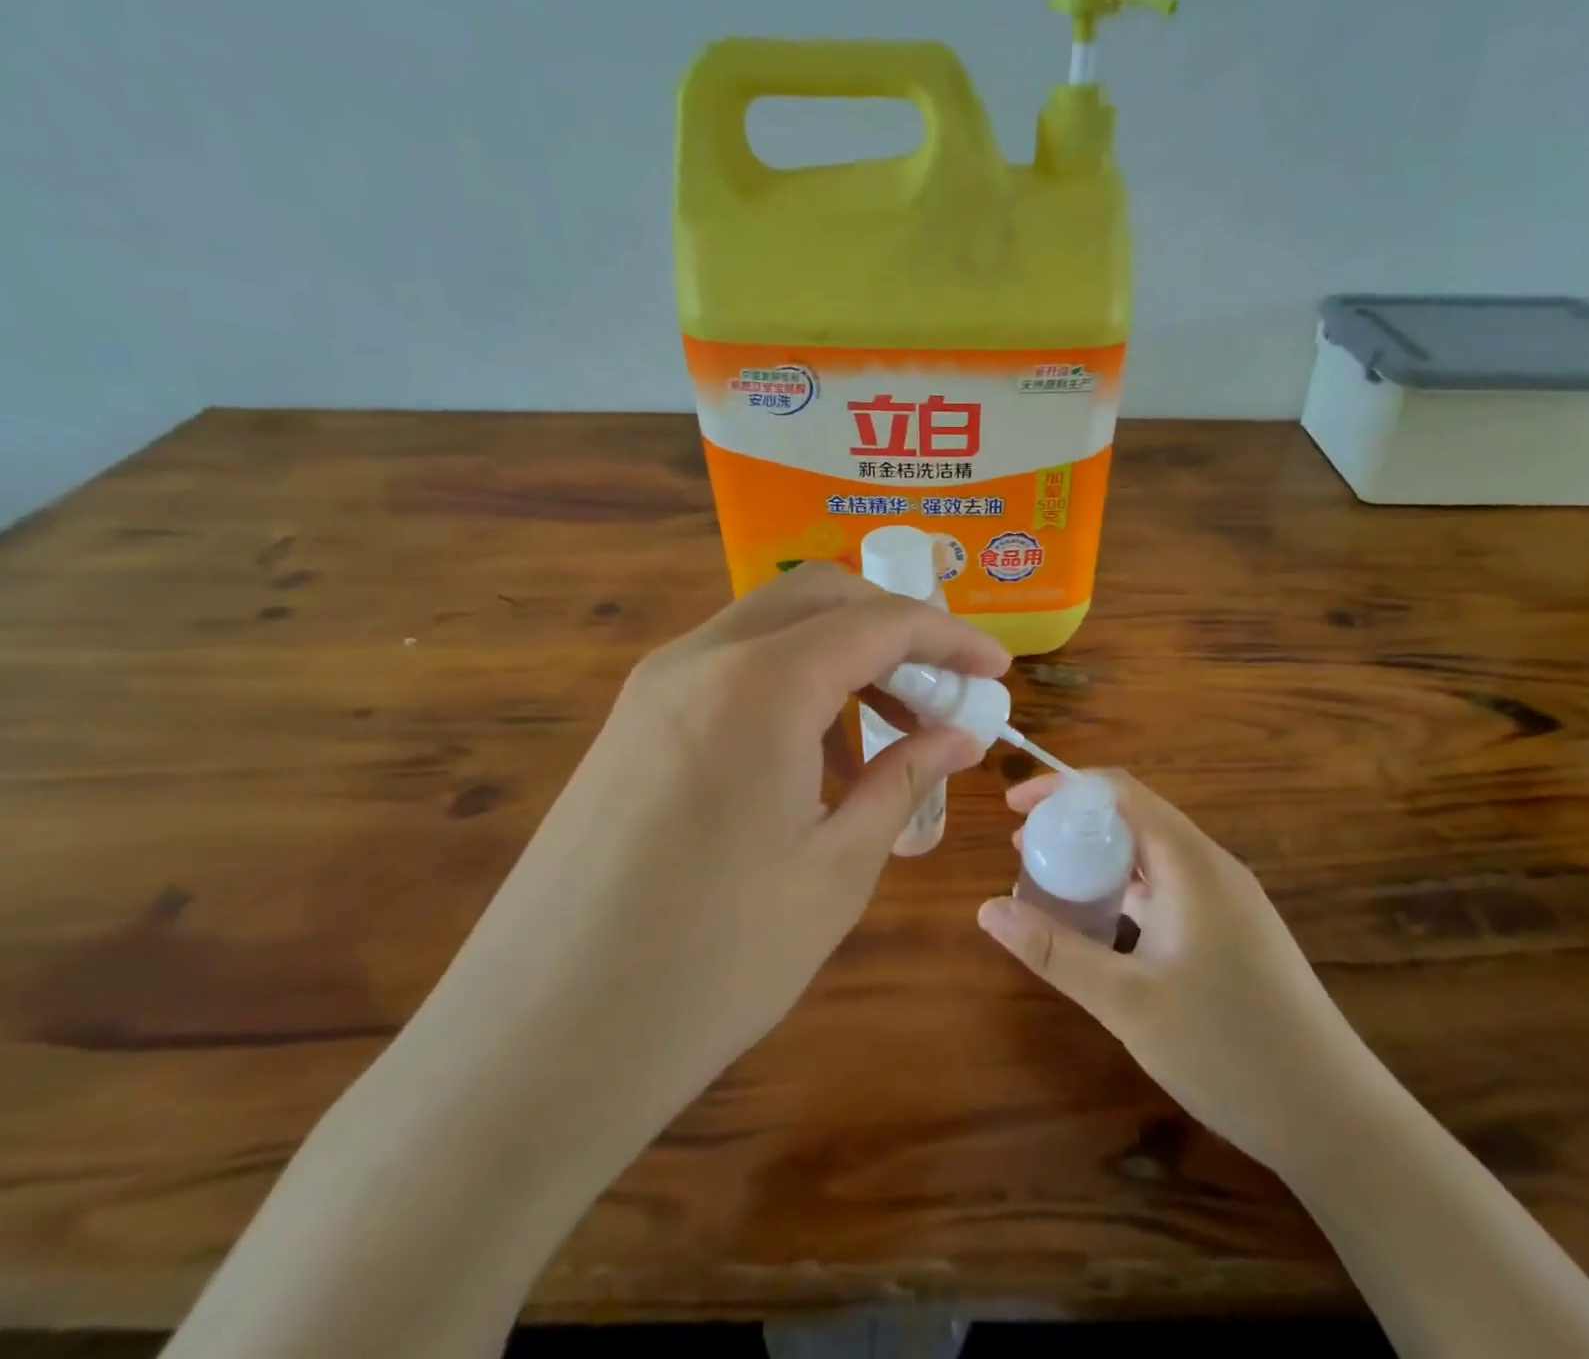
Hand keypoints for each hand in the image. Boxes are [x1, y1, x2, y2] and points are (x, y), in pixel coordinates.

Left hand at [408, 564, 1008, 1196]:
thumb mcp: (837, 869)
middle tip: (940, 688)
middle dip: (894, 626)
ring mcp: (654, 686)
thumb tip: (961, 735)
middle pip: (820, 596)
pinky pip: (729, 668)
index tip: (998, 668)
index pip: (879, 622)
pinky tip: (811, 755)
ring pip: (771, 626)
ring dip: (840, 653)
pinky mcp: (629, 723)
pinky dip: (789, 681)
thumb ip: (904, 779)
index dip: (950, 638)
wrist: (536, 1046)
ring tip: (885, 727)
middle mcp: (701, 658)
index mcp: (762, 684)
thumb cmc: (713, 963)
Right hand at [977, 772, 1358, 1171]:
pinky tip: (1102, 927)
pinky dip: (1127, 892)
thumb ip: (1055, 951)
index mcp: (1190, 863)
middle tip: (1023, 849)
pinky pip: (1170, 889)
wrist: (1335, 1118)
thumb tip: (988, 910)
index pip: (1119, 792)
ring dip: (1100, 860)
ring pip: (1152, 856)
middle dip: (1075, 824)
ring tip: (1051, 883)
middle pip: (1135, 818)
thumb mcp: (1126, 1001)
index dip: (1063, 788)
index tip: (1015, 805)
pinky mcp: (1234, 932)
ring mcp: (1228, 901)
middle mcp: (1212, 867)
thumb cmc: (1228, 1049)